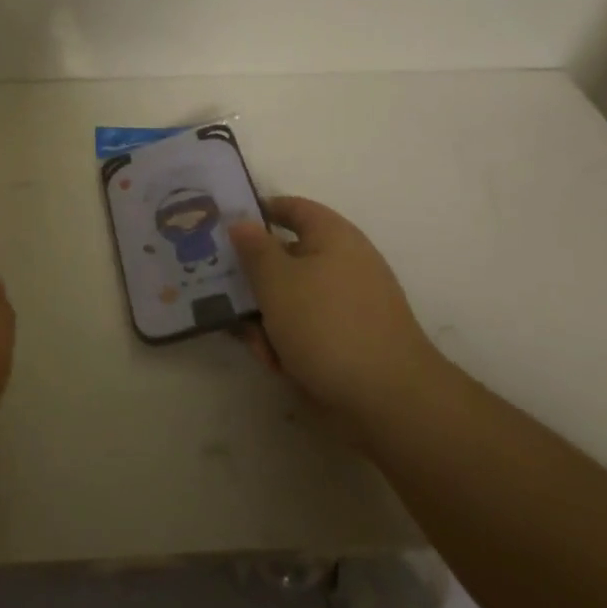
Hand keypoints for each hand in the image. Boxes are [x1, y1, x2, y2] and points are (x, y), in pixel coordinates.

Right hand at [229, 197, 445, 431]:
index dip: (258, 212)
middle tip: (218, 290)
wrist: (387, 399)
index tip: (223, 226)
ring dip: (265, 317)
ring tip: (252, 342)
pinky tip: (275, 363)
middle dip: (253, 278)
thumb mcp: (276, 281)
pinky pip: (307, 329)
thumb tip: (242, 222)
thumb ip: (254, 249)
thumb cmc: (326, 324)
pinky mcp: (348, 340)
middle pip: (286, 258)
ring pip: (291, 298)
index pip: (292, 208)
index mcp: (333, 237)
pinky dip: (287, 341)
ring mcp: (348, 304)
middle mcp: (344, 264)